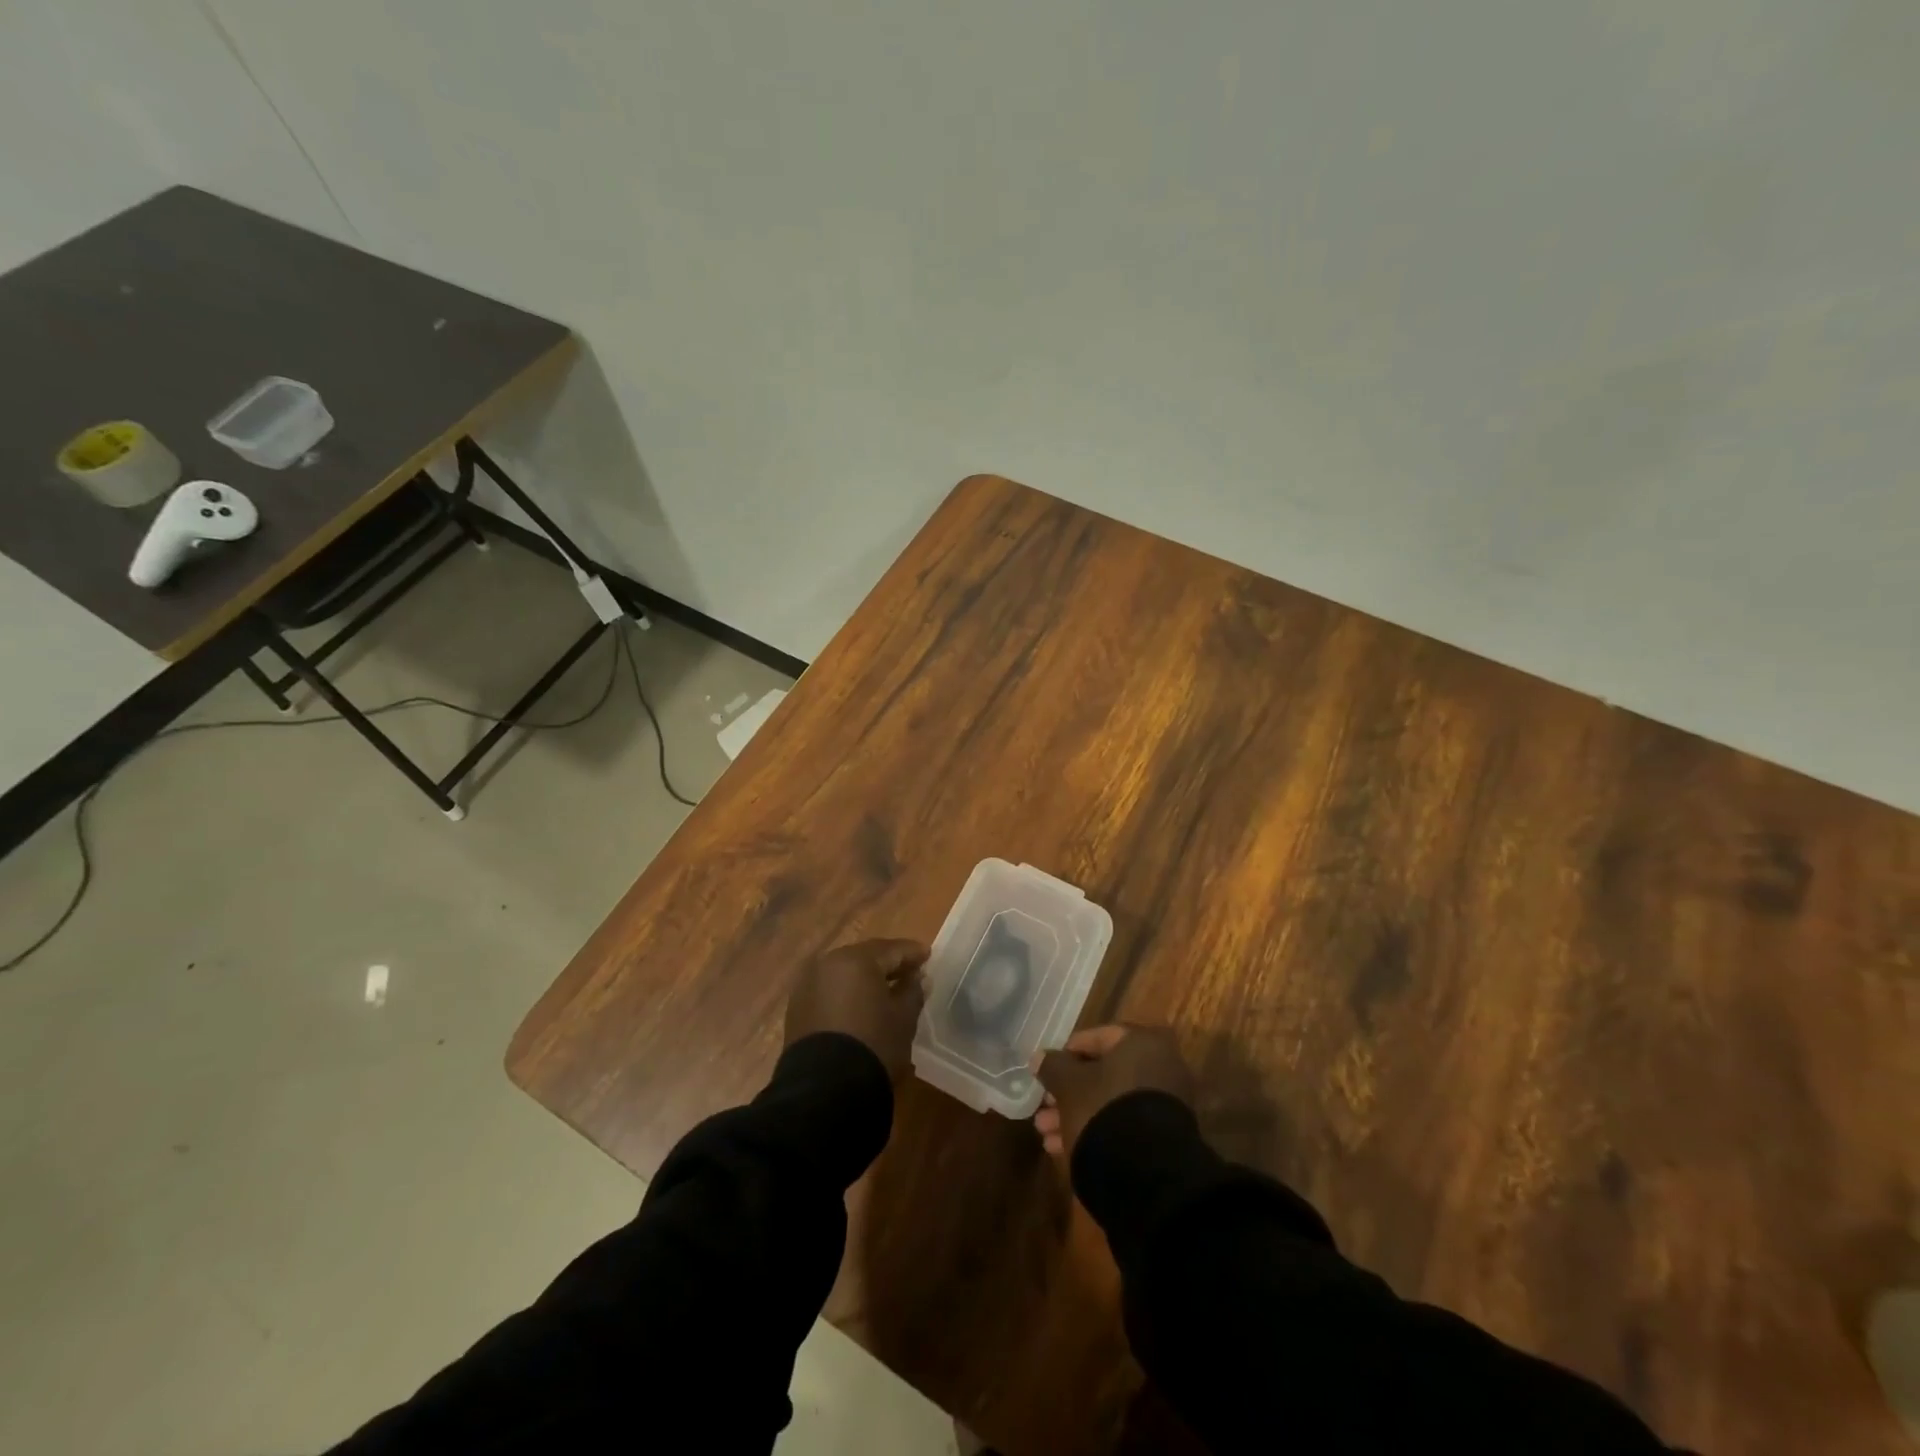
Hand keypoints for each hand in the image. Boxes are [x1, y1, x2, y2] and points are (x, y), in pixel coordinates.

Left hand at [784, 938, 928, 1078]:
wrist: (825, 1089)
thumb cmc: (873, 1045)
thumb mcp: (903, 1018)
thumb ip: (912, 991)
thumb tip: (916, 978)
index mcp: (856, 959)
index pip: (891, 949)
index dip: (912, 953)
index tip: (927, 956)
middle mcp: (828, 963)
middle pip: (865, 957)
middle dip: (887, 963)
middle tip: (909, 972)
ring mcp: (808, 984)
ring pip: (844, 972)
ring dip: (865, 978)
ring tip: (885, 990)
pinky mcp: (797, 1007)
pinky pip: (829, 990)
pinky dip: (846, 993)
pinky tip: (860, 1005)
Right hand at [1035, 1024, 1193, 1158]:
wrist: (1146, 1176)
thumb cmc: (1104, 1111)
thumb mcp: (1068, 1085)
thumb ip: (1052, 1066)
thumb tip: (1039, 1057)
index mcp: (1143, 1043)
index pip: (1097, 1037)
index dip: (1066, 1054)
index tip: (1045, 1071)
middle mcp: (1162, 1067)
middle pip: (1104, 1074)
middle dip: (1069, 1092)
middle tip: (1043, 1107)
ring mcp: (1167, 1105)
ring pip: (1111, 1102)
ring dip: (1077, 1113)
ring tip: (1046, 1134)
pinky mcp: (1165, 1138)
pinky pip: (1124, 1124)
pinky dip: (1098, 1130)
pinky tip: (1063, 1149)